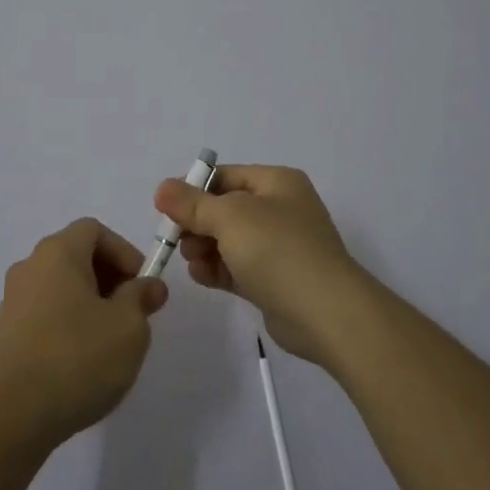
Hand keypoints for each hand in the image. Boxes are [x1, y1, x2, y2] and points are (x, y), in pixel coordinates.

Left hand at [0, 217, 169, 450]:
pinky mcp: (5, 332)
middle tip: (133, 312)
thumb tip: (149, 285)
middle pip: (76, 254)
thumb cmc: (78, 359)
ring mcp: (12, 299)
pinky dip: (68, 320)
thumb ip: (141, 297)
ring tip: (110, 338)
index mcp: (57, 252)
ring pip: (60, 284)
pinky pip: (45, 310)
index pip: (94, 230)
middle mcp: (30, 266)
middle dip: (110, 277)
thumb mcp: (128, 326)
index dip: (124, 252)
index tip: (142, 285)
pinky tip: (82, 357)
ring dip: (90, 300)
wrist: (15, 416)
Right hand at [155, 164, 378, 367]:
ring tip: (192, 260)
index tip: (166, 209)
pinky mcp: (274, 280)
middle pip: (224, 209)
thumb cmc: (277, 250)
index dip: (193, 189)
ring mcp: (279, 247)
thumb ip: (192, 203)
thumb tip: (162, 188)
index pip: (225, 176)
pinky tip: (201, 276)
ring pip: (228, 240)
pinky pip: (236, 267)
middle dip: (196, 222)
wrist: (326, 313)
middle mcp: (280, 209)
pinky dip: (217, 269)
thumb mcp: (230, 217)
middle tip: (176, 239)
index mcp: (276, 183)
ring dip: (204, 247)